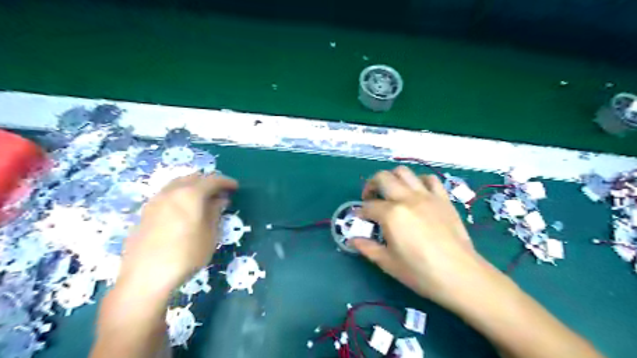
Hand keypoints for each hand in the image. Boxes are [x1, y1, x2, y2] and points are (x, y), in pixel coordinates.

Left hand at [118, 172, 236, 293]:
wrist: (146, 277)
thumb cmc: (186, 255)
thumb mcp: (210, 235)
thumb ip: (215, 212)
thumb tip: (219, 200)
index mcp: (190, 194)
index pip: (212, 180)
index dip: (225, 182)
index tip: (235, 187)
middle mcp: (170, 192)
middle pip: (192, 178)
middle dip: (208, 181)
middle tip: (219, 192)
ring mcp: (154, 201)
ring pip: (176, 184)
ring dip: (192, 187)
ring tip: (202, 200)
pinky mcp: (144, 213)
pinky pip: (166, 195)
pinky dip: (179, 196)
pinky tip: (182, 210)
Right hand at [357, 167, 493, 310]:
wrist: (460, 275)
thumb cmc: (420, 272)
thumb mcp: (388, 263)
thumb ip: (367, 247)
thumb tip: (352, 239)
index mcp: (391, 214)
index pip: (368, 207)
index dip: (360, 213)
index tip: (360, 220)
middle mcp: (407, 198)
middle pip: (382, 178)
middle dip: (371, 185)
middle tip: (370, 199)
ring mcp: (426, 196)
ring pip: (404, 172)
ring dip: (392, 178)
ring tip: (391, 192)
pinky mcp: (442, 198)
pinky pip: (429, 179)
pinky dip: (419, 181)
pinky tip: (416, 192)